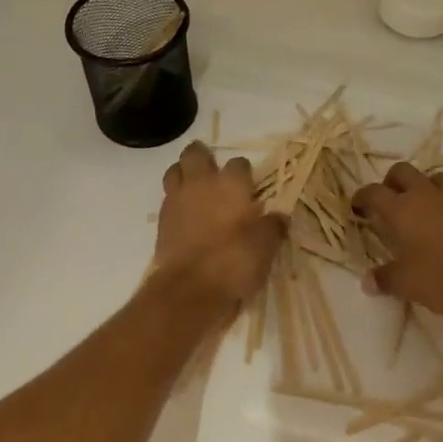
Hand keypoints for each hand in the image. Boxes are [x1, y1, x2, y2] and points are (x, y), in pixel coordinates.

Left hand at [154, 142, 284, 308]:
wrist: (189, 288)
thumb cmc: (233, 261)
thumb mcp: (265, 247)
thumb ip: (273, 227)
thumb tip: (281, 216)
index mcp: (231, 184)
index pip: (239, 164)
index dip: (244, 173)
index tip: (250, 187)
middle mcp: (202, 183)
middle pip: (196, 154)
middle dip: (203, 156)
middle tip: (213, 170)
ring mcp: (177, 199)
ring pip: (175, 170)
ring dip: (184, 173)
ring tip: (195, 187)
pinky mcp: (162, 219)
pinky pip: (167, 197)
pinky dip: (176, 200)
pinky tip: (186, 213)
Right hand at [352, 163, 442, 326]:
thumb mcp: (406, 284)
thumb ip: (384, 279)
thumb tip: (367, 282)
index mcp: (401, 210)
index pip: (373, 192)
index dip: (362, 197)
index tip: (358, 207)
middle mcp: (427, 195)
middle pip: (402, 171)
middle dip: (391, 182)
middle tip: (390, 203)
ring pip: (435, 178)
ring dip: (424, 188)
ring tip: (424, 211)